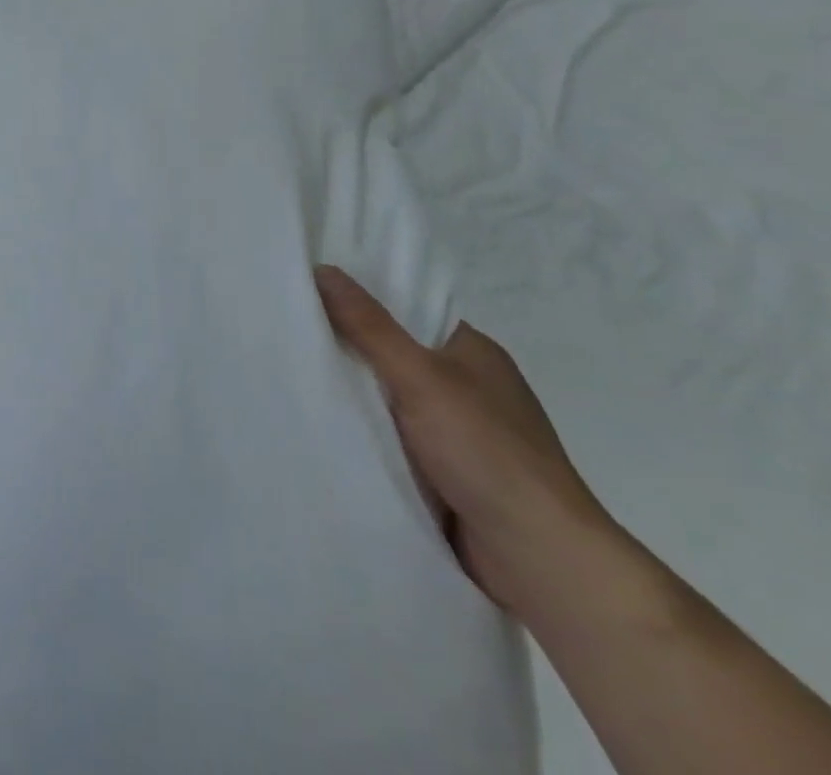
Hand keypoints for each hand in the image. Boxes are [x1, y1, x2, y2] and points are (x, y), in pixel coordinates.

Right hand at [315, 265, 624, 623]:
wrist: (541, 560)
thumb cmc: (486, 451)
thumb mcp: (420, 377)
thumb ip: (369, 326)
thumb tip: (324, 269)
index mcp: (473, 351)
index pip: (407, 310)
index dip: (361, 299)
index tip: (309, 292)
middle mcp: (469, 387)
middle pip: (395, 355)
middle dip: (349, 350)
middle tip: (289, 333)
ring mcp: (461, 434)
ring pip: (391, 402)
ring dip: (356, 399)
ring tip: (293, 377)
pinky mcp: (450, 475)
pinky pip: (395, 442)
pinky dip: (368, 437)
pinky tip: (326, 430)